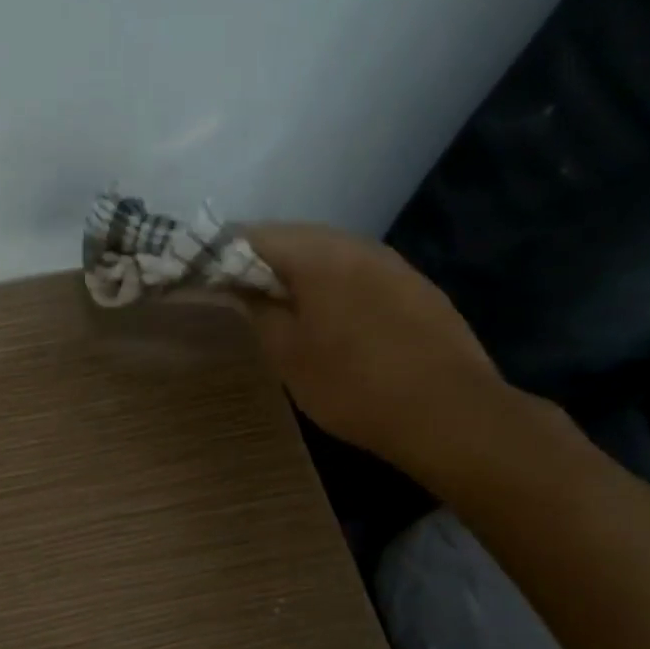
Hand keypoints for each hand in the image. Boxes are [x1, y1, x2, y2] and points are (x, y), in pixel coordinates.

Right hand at [243, 224, 507, 470]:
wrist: (447, 413)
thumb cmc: (351, 385)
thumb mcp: (286, 354)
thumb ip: (257, 310)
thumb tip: (239, 286)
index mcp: (319, 255)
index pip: (254, 235)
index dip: (221, 252)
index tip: (202, 274)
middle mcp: (357, 245)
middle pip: (293, 237)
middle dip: (258, 259)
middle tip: (233, 288)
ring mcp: (391, 263)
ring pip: (328, 252)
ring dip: (296, 270)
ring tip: (274, 301)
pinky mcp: (414, 286)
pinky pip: (357, 271)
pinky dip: (330, 282)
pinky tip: (325, 314)